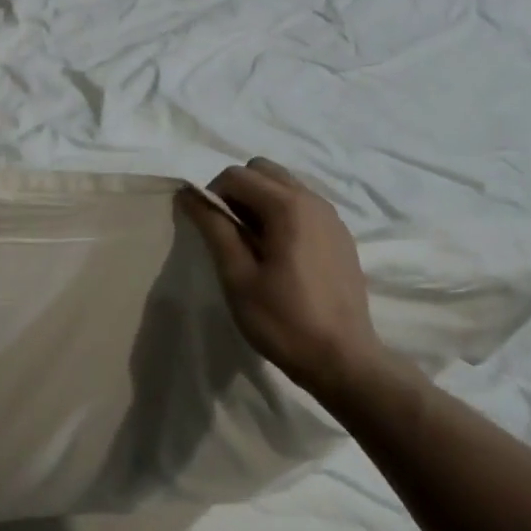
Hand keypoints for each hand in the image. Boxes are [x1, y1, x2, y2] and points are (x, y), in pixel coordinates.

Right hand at [180, 159, 397, 401]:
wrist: (342, 360)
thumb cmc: (282, 320)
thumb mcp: (237, 276)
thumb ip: (214, 228)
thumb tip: (189, 194)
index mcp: (288, 206)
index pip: (236, 175)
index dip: (212, 195)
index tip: (208, 230)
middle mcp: (313, 200)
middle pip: (262, 170)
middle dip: (237, 191)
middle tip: (228, 233)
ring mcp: (332, 216)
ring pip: (284, 185)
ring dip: (260, 201)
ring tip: (252, 246)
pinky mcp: (340, 235)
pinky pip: (303, 205)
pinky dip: (282, 214)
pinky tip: (279, 255)